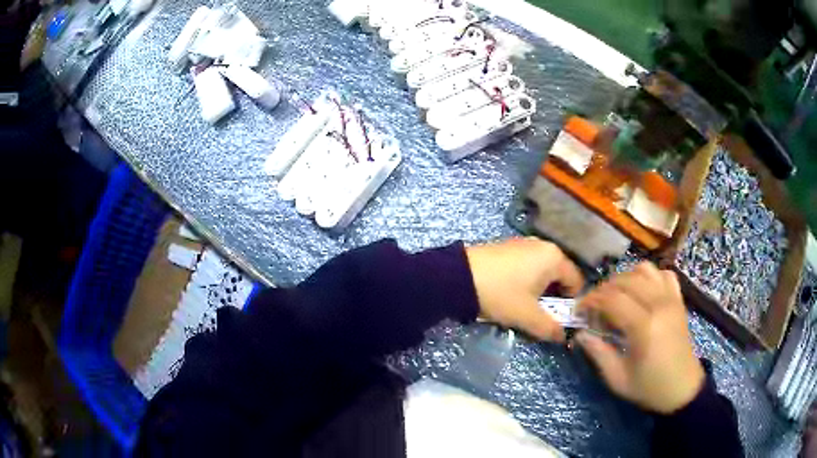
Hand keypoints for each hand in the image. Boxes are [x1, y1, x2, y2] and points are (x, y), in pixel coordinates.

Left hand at [465, 238, 583, 341]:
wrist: (458, 277)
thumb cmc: (501, 294)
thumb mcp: (527, 316)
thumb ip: (550, 328)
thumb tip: (563, 336)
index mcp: (554, 257)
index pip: (577, 282)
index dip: (572, 304)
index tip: (559, 320)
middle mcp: (543, 246)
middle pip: (560, 277)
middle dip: (554, 299)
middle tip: (540, 317)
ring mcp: (524, 245)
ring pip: (542, 273)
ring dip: (538, 293)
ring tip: (523, 308)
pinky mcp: (508, 248)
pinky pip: (527, 268)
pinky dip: (526, 283)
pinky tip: (511, 295)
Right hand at [575, 262, 704, 413]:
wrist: (682, 387)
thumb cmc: (649, 387)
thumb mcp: (617, 379)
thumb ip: (598, 353)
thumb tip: (580, 333)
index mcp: (644, 327)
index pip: (612, 299)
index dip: (591, 300)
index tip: (579, 310)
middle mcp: (659, 304)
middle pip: (625, 280)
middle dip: (603, 289)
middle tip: (593, 306)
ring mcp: (671, 298)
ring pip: (644, 270)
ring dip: (624, 279)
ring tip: (615, 296)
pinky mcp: (678, 299)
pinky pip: (662, 274)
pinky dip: (648, 277)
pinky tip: (641, 291)